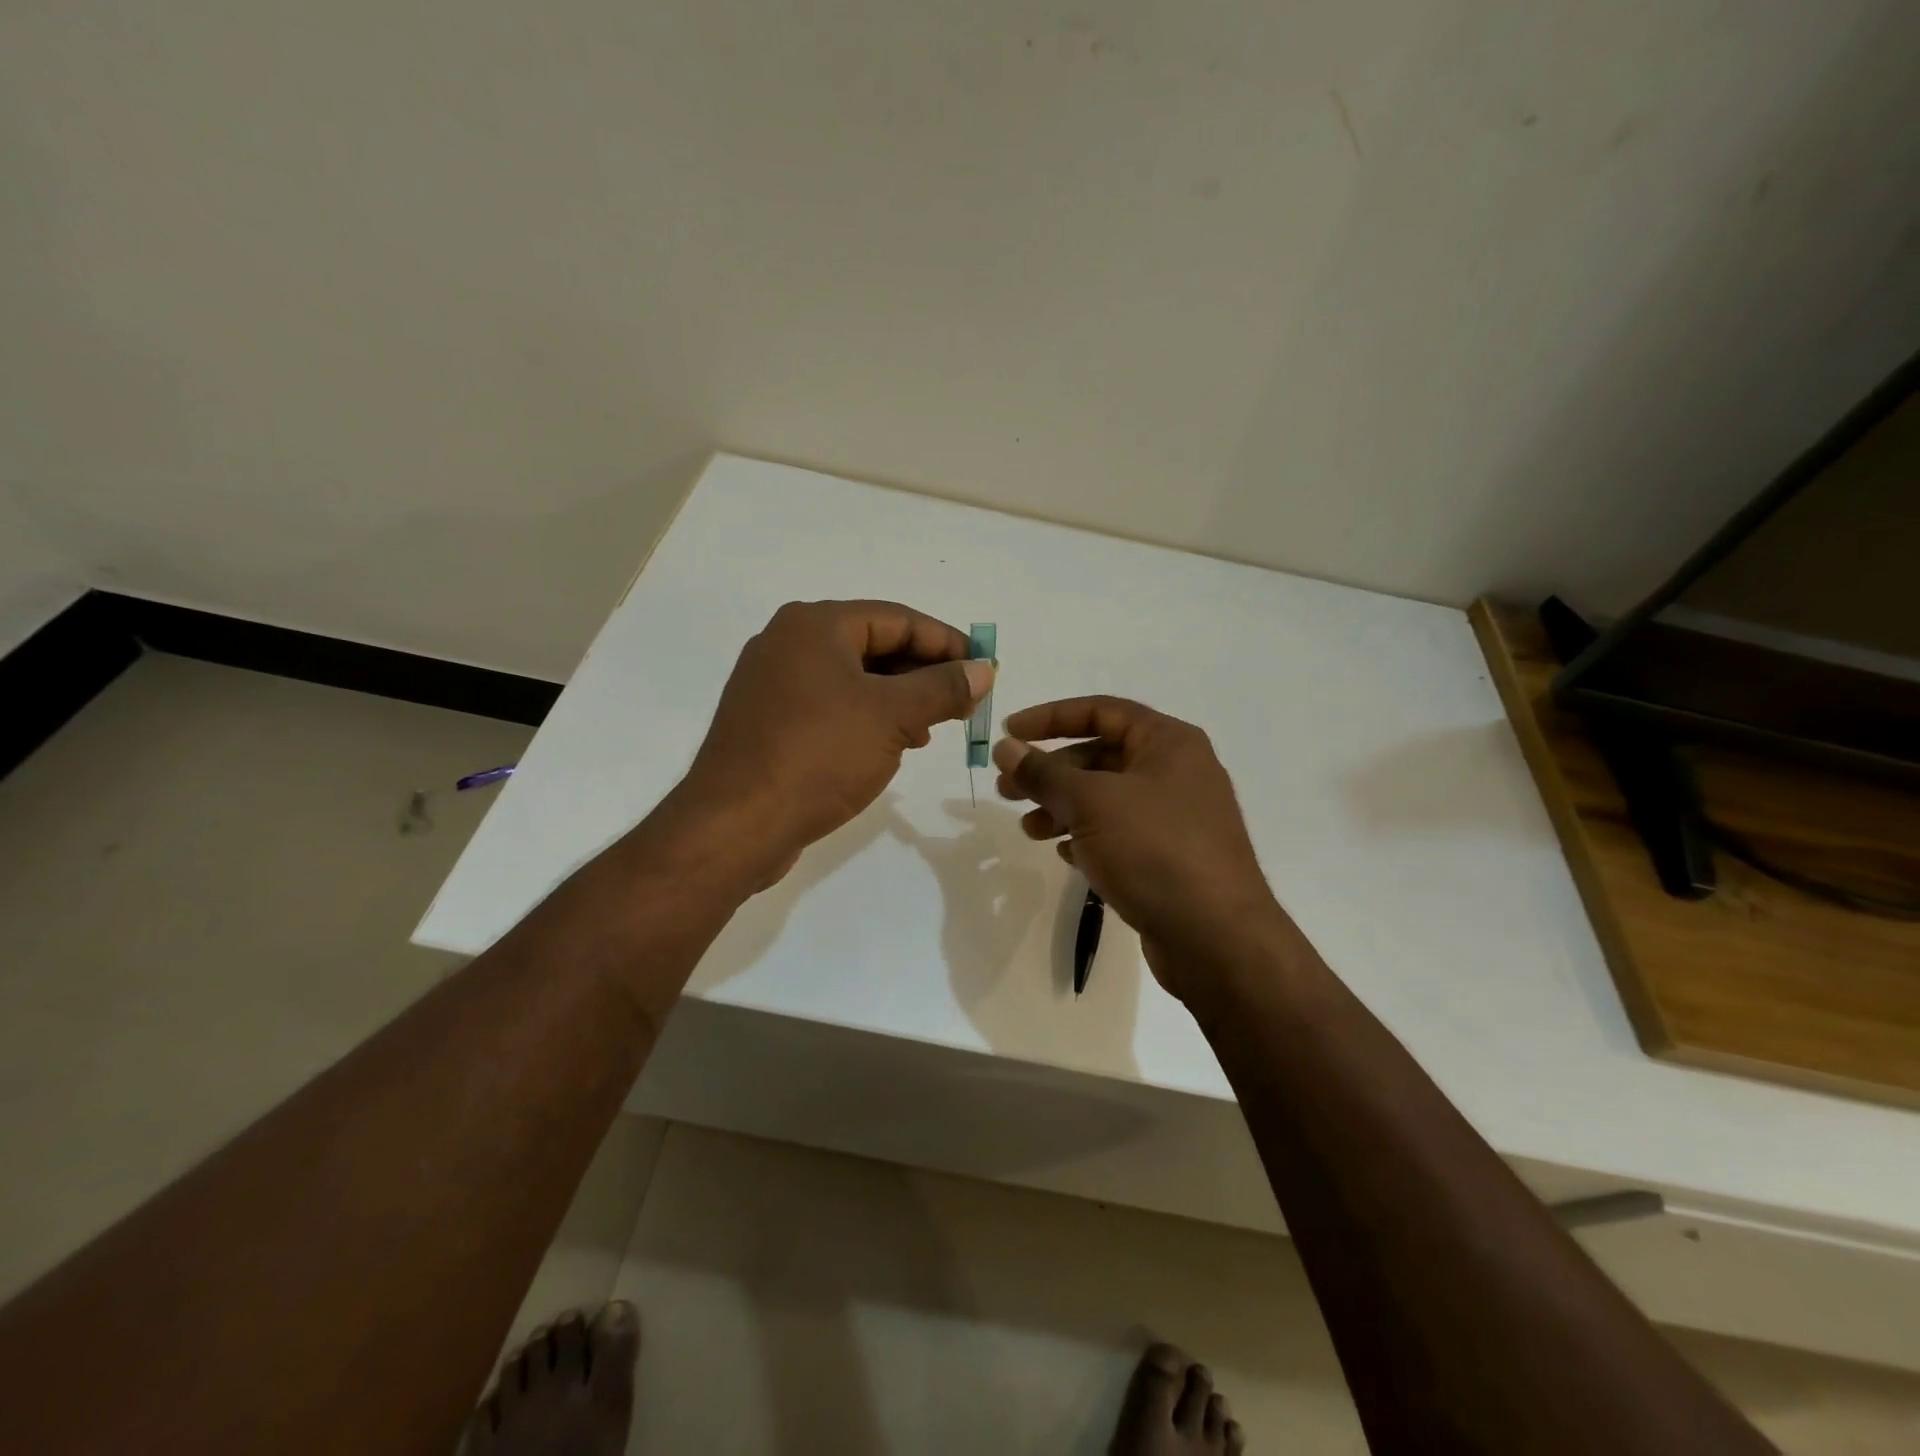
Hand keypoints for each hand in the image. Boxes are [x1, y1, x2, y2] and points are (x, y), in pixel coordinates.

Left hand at [682, 600, 992, 884]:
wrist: (737, 825)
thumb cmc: (819, 756)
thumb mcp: (892, 717)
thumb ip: (942, 687)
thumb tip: (983, 669)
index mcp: (814, 625)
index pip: (897, 618)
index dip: (947, 642)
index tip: (983, 667)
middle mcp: (788, 643)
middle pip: (874, 645)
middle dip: (924, 673)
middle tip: (964, 701)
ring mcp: (773, 684)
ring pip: (853, 678)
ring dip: (899, 698)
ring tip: (934, 727)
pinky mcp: (768, 722)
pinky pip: (831, 706)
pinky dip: (868, 717)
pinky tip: (893, 745)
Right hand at [993, 697, 1287, 1001]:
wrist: (1216, 939)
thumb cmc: (1154, 851)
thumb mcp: (1092, 804)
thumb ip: (1044, 773)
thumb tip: (1006, 747)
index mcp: (1168, 742)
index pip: (1100, 711)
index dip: (1049, 718)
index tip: (1008, 733)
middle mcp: (1176, 772)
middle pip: (1100, 756)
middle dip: (1050, 771)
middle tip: (1007, 790)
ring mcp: (1176, 817)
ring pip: (1106, 799)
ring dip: (1063, 808)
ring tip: (1030, 830)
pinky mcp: (1170, 858)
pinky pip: (1120, 834)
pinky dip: (1088, 837)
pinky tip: (1065, 855)